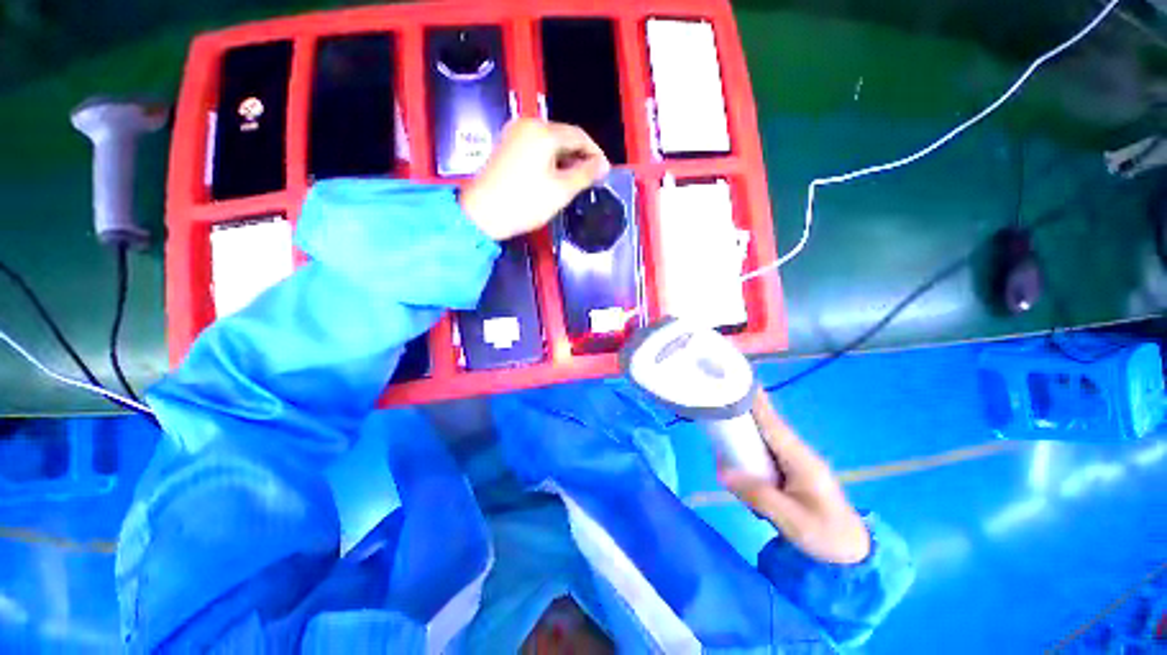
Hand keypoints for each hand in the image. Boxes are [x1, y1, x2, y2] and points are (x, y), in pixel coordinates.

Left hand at [460, 119, 609, 240]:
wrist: (482, 213)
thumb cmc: (525, 202)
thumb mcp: (561, 190)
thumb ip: (586, 174)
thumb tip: (603, 165)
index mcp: (544, 131)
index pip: (580, 136)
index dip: (596, 153)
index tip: (605, 172)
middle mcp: (528, 124)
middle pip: (564, 136)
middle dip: (580, 156)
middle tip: (591, 178)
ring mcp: (514, 133)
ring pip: (550, 142)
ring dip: (565, 159)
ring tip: (575, 180)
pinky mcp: (506, 145)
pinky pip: (536, 147)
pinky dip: (550, 160)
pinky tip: (554, 176)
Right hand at [719, 392, 871, 564]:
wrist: (853, 553)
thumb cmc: (826, 535)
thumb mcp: (791, 520)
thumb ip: (758, 495)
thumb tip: (723, 472)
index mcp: (801, 460)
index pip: (774, 424)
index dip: (757, 403)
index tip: (740, 382)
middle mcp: (798, 454)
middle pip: (768, 425)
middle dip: (747, 409)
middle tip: (721, 398)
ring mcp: (796, 462)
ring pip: (767, 437)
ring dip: (747, 425)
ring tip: (723, 418)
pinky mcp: (792, 471)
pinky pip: (767, 450)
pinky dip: (751, 443)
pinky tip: (737, 447)